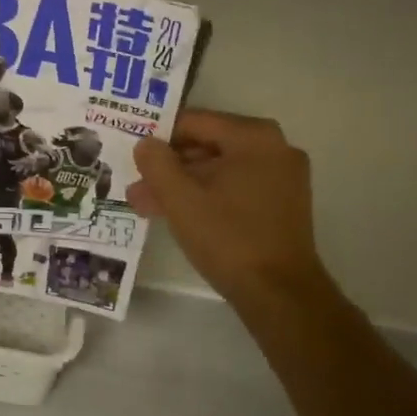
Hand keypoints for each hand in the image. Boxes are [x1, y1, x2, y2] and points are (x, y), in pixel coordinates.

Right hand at [128, 109, 333, 312]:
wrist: (279, 293)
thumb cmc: (228, 238)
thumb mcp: (180, 199)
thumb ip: (157, 163)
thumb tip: (146, 143)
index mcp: (254, 137)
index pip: (194, 122)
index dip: (158, 137)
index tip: (133, 155)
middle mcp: (275, 148)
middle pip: (208, 145)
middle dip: (169, 167)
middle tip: (136, 187)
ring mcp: (283, 176)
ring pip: (220, 169)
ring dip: (184, 185)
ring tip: (147, 206)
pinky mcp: (283, 203)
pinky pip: (236, 187)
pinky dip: (208, 196)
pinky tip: (178, 215)